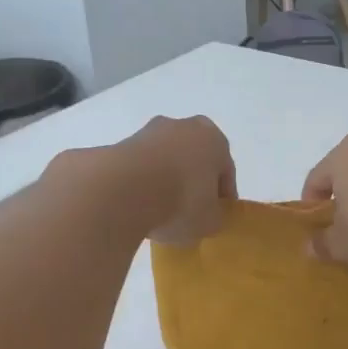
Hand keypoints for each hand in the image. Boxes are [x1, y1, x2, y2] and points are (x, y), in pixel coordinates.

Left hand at [123, 115, 236, 245]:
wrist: (123, 190)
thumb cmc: (180, 201)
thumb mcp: (209, 221)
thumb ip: (214, 215)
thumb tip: (206, 214)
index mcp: (214, 140)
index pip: (225, 170)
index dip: (222, 196)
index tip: (216, 216)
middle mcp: (184, 127)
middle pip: (194, 158)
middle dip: (193, 180)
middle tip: (190, 210)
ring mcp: (149, 132)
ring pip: (166, 159)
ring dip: (166, 178)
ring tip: (160, 210)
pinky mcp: (121, 143)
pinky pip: (140, 166)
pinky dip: (142, 181)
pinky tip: (139, 203)